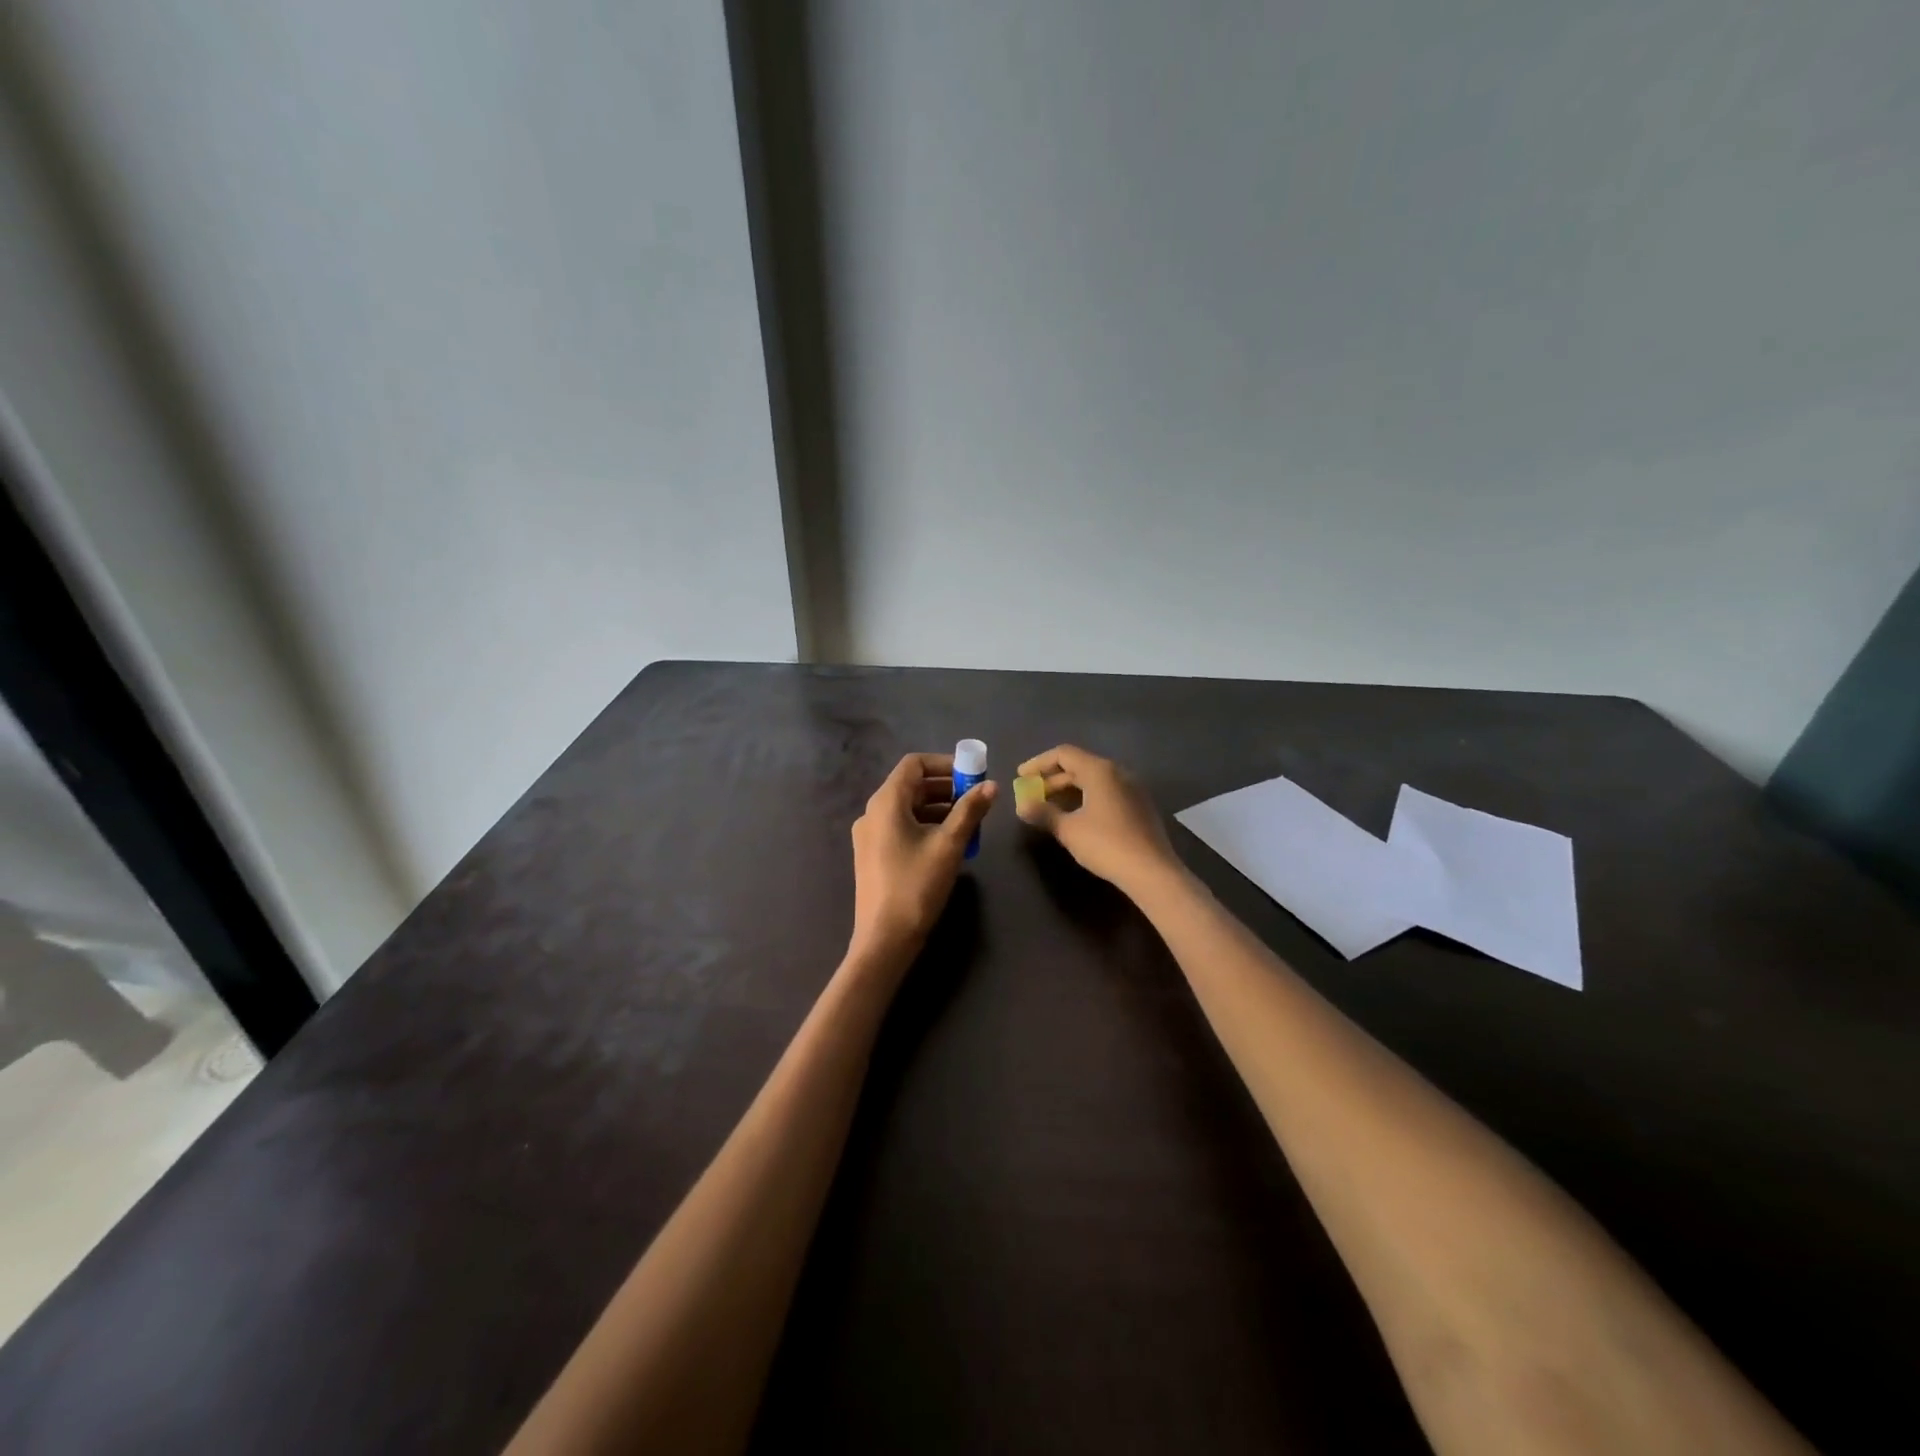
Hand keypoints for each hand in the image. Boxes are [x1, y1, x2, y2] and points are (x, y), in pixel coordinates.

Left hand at [848, 752, 996, 972]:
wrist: (884, 938)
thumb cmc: (917, 885)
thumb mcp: (949, 845)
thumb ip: (970, 811)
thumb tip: (992, 785)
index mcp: (886, 802)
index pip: (914, 764)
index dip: (945, 764)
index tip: (973, 775)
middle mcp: (873, 812)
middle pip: (912, 785)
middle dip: (946, 788)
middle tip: (976, 800)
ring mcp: (870, 835)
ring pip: (908, 808)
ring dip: (939, 808)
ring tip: (969, 823)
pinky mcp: (873, 855)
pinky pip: (901, 827)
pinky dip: (926, 825)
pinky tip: (949, 844)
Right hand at [1014, 745, 1180, 894]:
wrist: (1152, 871)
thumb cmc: (1106, 844)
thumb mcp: (1069, 829)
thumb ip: (1043, 813)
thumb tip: (1021, 805)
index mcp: (1100, 770)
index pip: (1063, 754)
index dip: (1038, 763)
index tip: (1020, 776)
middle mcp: (1118, 772)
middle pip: (1079, 765)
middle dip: (1052, 779)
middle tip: (1033, 795)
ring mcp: (1133, 788)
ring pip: (1094, 779)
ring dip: (1069, 789)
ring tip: (1050, 807)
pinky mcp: (1140, 805)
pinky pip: (1107, 792)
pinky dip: (1087, 797)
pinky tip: (1077, 816)